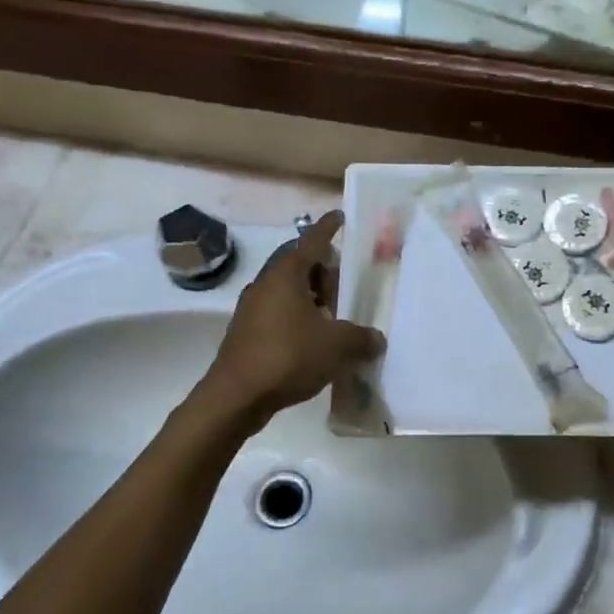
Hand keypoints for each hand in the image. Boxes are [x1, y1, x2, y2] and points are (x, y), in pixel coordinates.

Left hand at [201, 211, 385, 423]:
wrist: (236, 396)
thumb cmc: (288, 357)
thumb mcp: (336, 346)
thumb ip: (361, 338)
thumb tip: (377, 339)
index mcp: (286, 275)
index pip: (311, 241)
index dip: (328, 228)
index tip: (340, 217)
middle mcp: (266, 284)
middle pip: (299, 266)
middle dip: (324, 273)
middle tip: (345, 290)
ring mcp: (252, 308)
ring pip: (288, 291)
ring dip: (311, 298)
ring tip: (333, 319)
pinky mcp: (246, 332)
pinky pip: (278, 314)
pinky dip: (297, 318)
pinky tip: (312, 342)